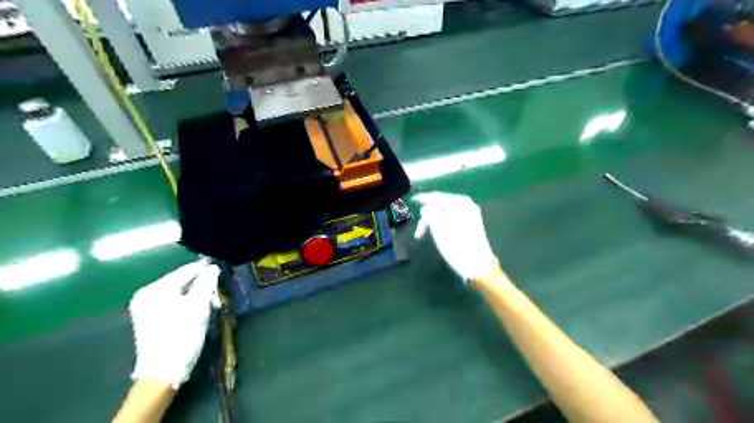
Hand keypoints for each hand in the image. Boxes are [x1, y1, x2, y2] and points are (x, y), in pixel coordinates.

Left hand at [128, 256, 219, 388]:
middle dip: (203, 286)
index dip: (205, 269)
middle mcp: (146, 295)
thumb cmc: (182, 335)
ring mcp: (146, 307)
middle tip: (218, 295)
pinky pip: (174, 302)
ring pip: (180, 292)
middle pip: (182, 282)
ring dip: (198, 296)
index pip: (186, 271)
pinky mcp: (150, 319)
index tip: (221, 266)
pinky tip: (199, 311)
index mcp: (155, 289)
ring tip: (212, 305)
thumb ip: (207, 283)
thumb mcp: (198, 306)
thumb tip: (212, 267)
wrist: (163, 372)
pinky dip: (188, 304)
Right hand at [415, 193, 499, 282]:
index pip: (436, 197)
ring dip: (434, 221)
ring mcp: (470, 215)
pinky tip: (438, 232)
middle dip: (428, 215)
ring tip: (427, 233)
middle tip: (419, 230)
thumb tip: (425, 208)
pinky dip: (442, 223)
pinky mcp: (471, 225)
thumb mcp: (437, 225)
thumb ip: (429, 212)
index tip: (413, 200)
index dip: (423, 199)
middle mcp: (467, 204)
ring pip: (446, 213)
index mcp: (459, 201)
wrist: (476, 264)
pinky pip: (452, 219)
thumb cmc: (455, 244)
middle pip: (441, 205)